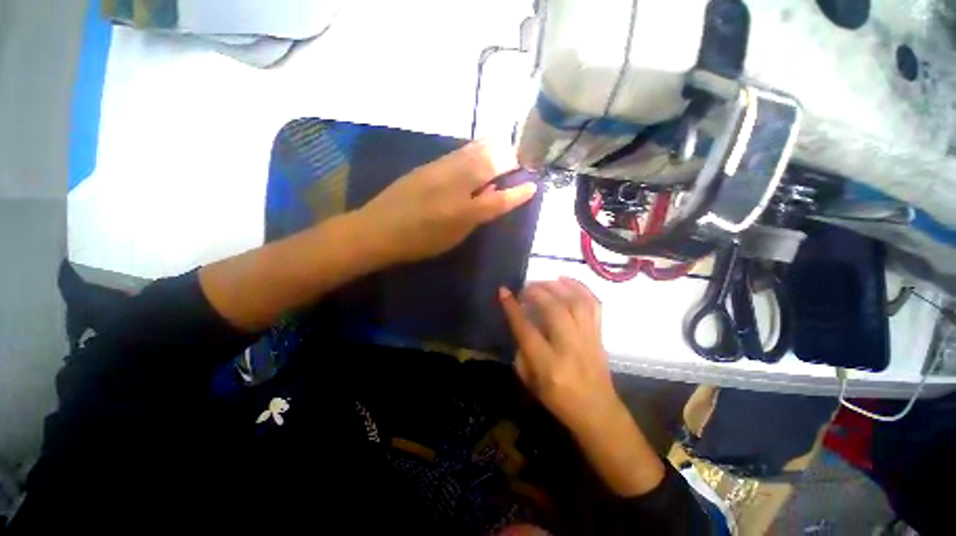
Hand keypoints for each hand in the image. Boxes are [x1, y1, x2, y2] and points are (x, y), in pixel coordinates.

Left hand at [356, 140, 537, 264]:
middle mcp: (454, 187)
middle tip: (518, 161)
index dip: (518, 193)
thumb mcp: (452, 238)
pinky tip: (479, 150)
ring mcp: (440, 172)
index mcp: (462, 213)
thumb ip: (475, 216)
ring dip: (493, 149)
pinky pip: (458, 153)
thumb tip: (491, 196)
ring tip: (504, 149)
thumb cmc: (418, 242)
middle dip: (508, 160)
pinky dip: (474, 150)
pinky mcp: (428, 165)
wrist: (378, 229)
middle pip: (489, 165)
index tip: (533, 185)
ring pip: (474, 152)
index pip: (499, 200)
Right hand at [499, 277, 620, 432]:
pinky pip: (593, 304)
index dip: (513, 308)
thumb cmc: (558, 399)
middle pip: (553, 309)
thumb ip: (522, 351)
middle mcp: (569, 347)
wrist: (597, 411)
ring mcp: (588, 338)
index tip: (504, 291)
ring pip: (575, 303)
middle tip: (525, 287)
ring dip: (556, 286)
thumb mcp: (529, 381)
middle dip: (536, 292)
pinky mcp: (599, 334)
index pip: (526, 329)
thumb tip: (521, 323)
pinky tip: (566, 280)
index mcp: (547, 364)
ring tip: (543, 281)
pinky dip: (580, 287)